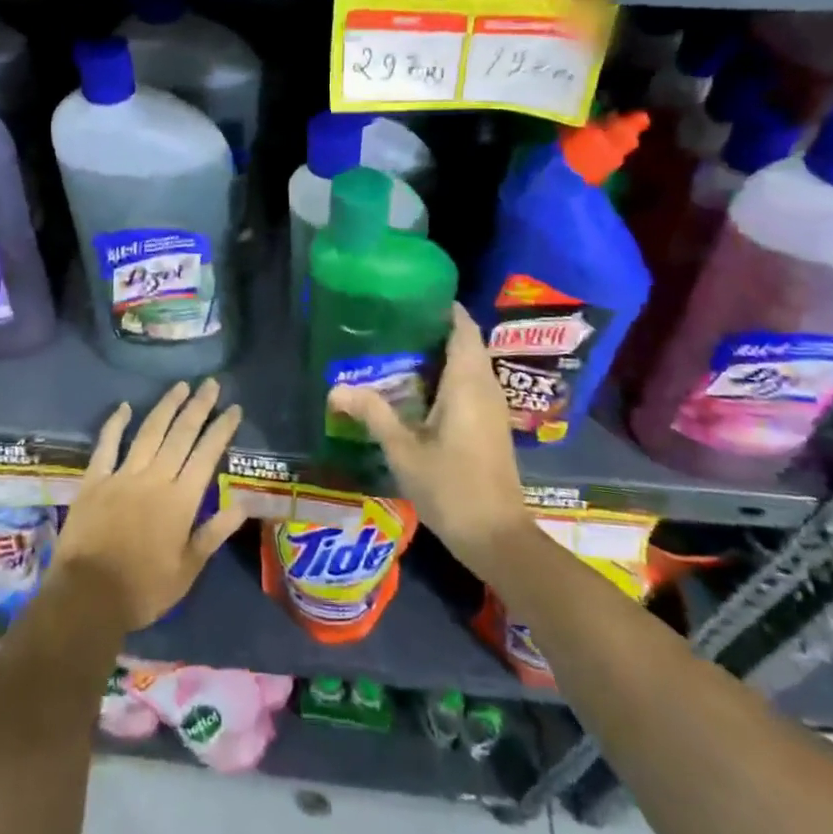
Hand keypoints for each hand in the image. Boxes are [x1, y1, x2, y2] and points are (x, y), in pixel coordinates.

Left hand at [52, 379, 248, 630]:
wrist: (87, 598)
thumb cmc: (143, 590)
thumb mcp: (187, 570)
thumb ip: (213, 534)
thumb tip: (241, 505)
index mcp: (181, 500)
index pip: (207, 454)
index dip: (222, 429)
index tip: (234, 408)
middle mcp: (155, 478)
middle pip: (181, 434)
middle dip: (199, 406)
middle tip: (211, 383)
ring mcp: (123, 476)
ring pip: (149, 432)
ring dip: (166, 406)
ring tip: (181, 386)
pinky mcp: (95, 481)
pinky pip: (106, 445)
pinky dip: (115, 424)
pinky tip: (124, 406)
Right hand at [328, 305, 534, 577]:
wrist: (497, 537)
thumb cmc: (451, 487)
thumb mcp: (403, 450)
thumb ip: (372, 413)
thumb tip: (335, 388)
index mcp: (468, 383)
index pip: (463, 327)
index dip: (443, 307)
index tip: (412, 296)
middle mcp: (486, 387)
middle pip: (467, 343)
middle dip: (436, 329)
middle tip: (395, 323)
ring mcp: (493, 408)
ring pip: (471, 365)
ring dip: (443, 354)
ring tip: (400, 349)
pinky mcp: (492, 427)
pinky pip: (472, 385)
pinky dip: (450, 376)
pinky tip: (419, 390)